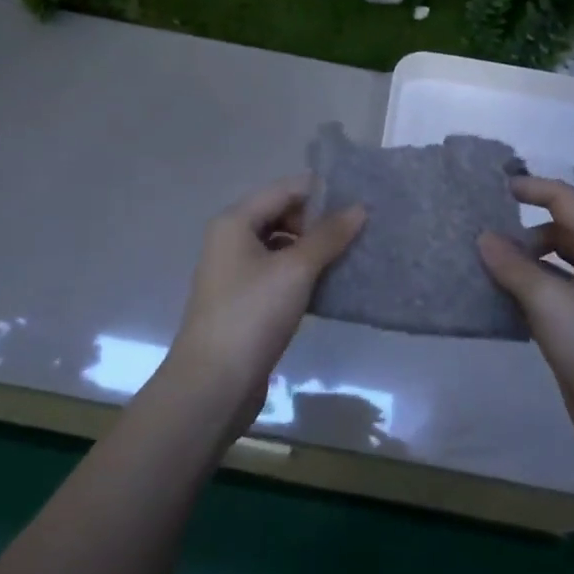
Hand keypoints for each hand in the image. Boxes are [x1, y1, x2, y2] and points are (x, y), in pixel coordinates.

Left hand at [164, 176, 364, 432]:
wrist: (213, 384)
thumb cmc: (252, 315)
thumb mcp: (295, 270)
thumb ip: (328, 236)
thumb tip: (359, 208)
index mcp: (235, 221)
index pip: (285, 189)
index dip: (322, 192)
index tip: (360, 201)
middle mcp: (231, 240)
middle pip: (282, 215)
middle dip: (319, 222)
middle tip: (359, 233)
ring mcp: (236, 272)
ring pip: (282, 246)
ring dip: (314, 249)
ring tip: (352, 257)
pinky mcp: (245, 301)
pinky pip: (279, 273)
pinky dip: (303, 274)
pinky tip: (330, 286)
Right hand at [477, 177, 573, 478]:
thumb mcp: (548, 300)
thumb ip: (513, 266)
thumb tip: (484, 237)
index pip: (566, 200)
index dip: (532, 188)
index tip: (495, 188)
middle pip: (560, 231)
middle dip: (524, 231)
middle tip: (485, 241)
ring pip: (555, 265)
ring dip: (524, 263)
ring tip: (486, 270)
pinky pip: (552, 294)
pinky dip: (528, 290)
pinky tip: (500, 302)